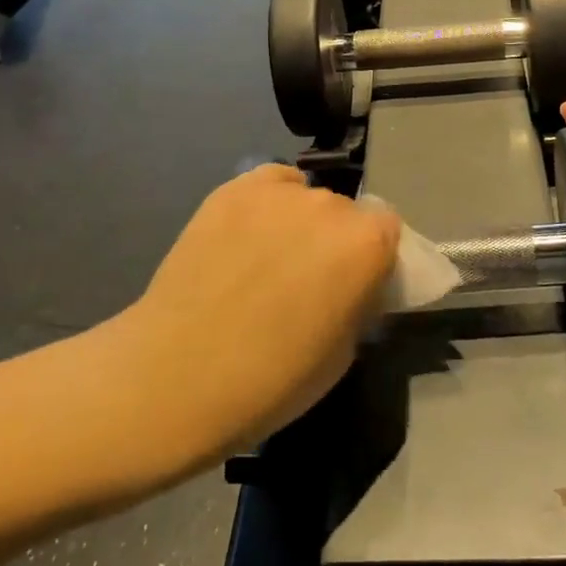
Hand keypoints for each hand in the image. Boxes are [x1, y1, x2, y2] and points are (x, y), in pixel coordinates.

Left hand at [98, 165, 400, 476]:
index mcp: (365, 244)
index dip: (374, 256)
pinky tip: (248, 235)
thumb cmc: (272, 380)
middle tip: (309, 277)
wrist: (178, 374)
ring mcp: (276, 193)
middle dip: (335, 239)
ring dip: (300, 222)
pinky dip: (267, 203)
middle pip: (345, 211)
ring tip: (267, 258)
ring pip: (305, 197)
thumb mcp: (343, 352)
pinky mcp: (231, 190)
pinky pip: (267, 185)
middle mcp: (328, 205)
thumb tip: (351, 284)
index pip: (388, 229)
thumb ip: (358, 300)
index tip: (356, 284)